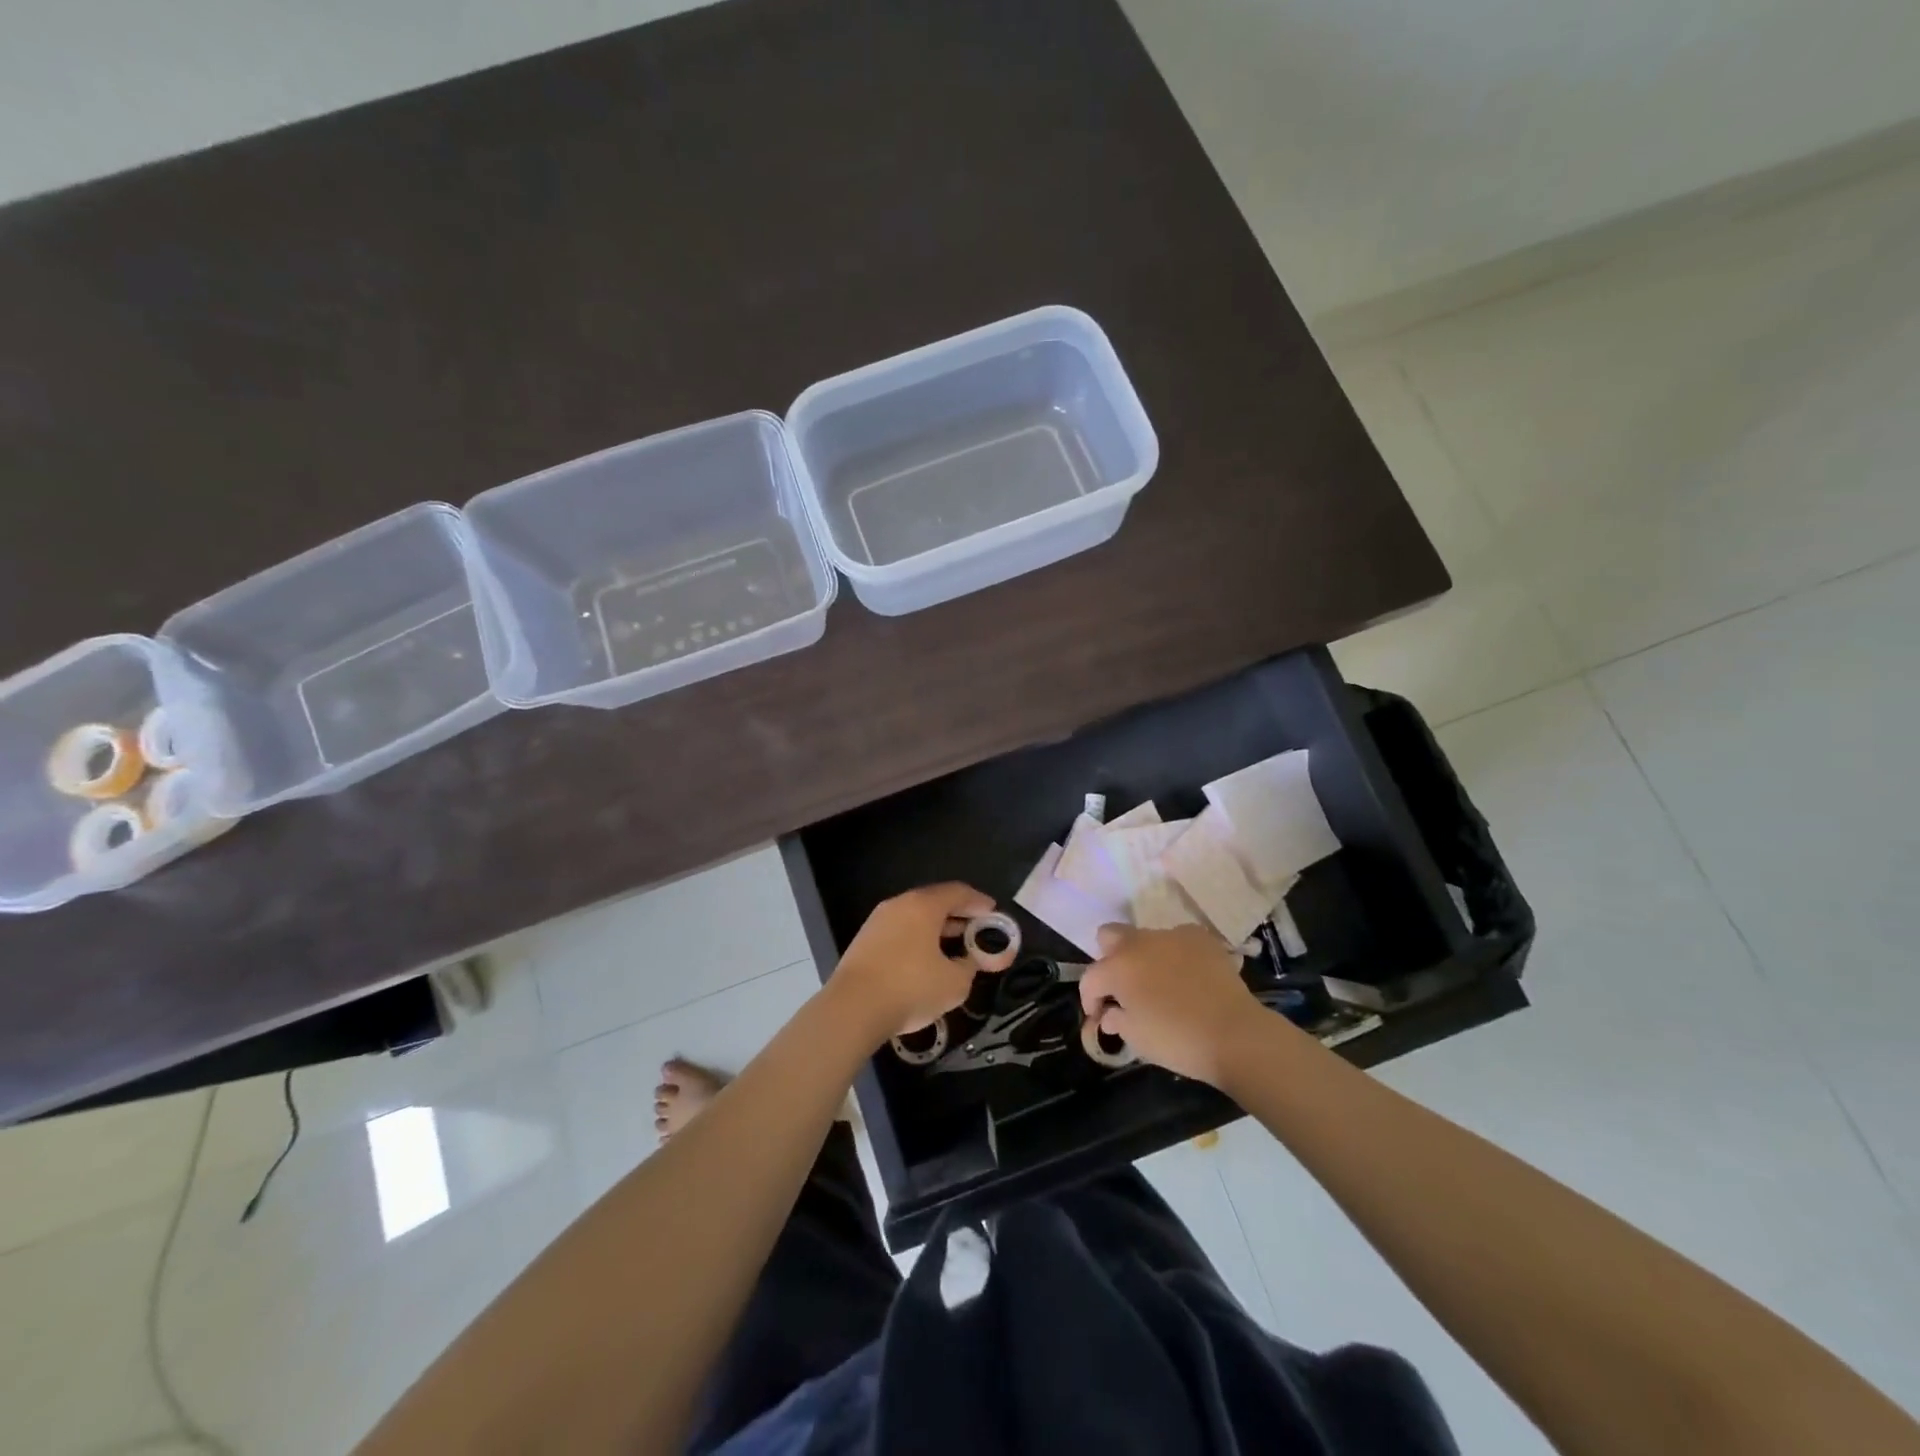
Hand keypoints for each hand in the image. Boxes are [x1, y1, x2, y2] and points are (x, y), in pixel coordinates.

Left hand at [829, 882, 995, 1043]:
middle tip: (976, 929)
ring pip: (915, 916)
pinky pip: (900, 931)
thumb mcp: (954, 982)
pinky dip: (918, 938)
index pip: (957, 892)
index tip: (993, 912)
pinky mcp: (864, 941)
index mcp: (923, 906)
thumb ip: (970, 966)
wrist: (853, 1009)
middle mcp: (899, 904)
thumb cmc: (910, 988)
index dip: (979, 901)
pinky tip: (925, 958)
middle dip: (958, 914)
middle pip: (935, 901)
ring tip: (953, 945)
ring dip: (936, 927)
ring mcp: (878, 921)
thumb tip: (970, 960)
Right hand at [1078, 923, 1271, 1085]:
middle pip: (1110, 936)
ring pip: (1145, 938)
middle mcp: (1139, 943)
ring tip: (1160, 984)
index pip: (1090, 978)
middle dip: (1109, 959)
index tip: (1098, 1017)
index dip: (1090, 999)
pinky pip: (1178, 940)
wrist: (1235, 1034)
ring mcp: (1171, 935)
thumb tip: (1110, 1014)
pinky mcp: (1200, 937)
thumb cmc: (1178, 1040)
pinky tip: (1188, 976)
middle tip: (1123, 988)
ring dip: (1144, 957)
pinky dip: (1176, 954)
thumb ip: (1116, 1021)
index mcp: (1118, 968)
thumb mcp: (1137, 1039)